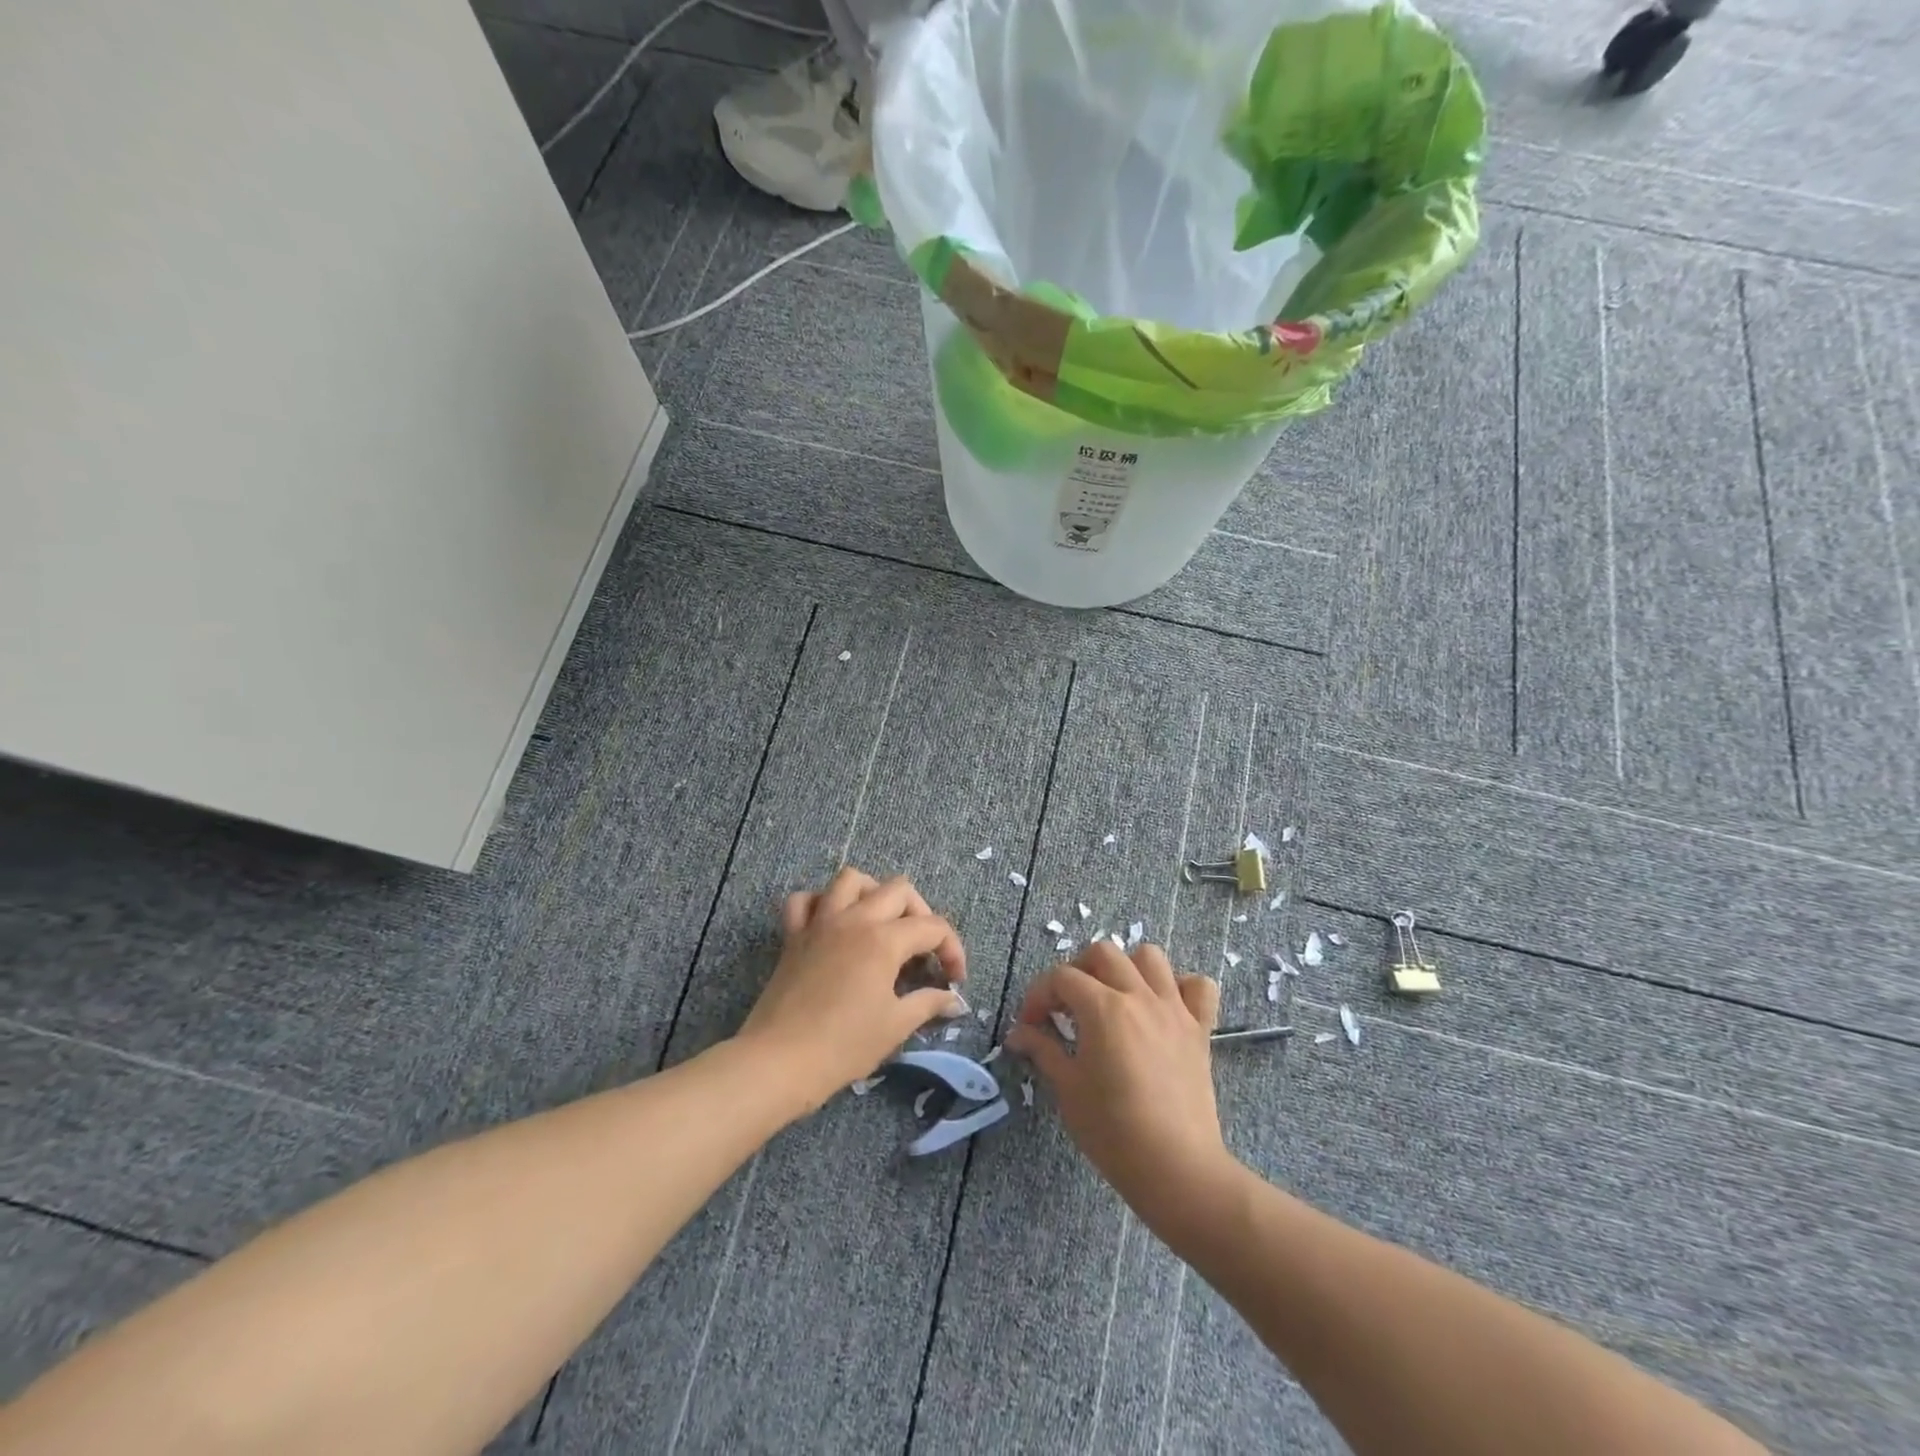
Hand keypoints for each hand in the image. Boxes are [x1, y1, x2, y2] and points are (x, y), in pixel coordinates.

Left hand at [738, 867, 966, 1111]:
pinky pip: (805, 900)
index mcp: (884, 939)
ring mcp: (821, 922)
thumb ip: (928, 1004)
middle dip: (920, 914)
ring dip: (872, 893)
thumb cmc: (843, 1046)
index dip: (952, 950)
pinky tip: (832, 924)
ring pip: (851, 879)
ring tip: (881, 922)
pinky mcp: (793, 935)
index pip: (933, 927)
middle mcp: (855, 919)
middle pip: (898, 890)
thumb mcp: (895, 1026)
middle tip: (922, 949)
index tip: (954, 979)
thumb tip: (953, 1000)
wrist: (779, 1061)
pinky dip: (821, 903)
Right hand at [1005, 942, 1228, 1219]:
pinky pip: (1199, 987)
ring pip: (1150, 957)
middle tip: (1067, 1006)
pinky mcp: (1199, 1030)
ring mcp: (1173, 1009)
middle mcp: (1139, 996)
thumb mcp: (1067, 1089)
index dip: (1039, 995)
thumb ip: (1042, 1050)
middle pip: (1103, 954)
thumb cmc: (1113, 1131)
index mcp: (1102, 1007)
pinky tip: (1163, 1008)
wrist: (1176, 1168)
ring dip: (1127, 968)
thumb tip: (1017, 1033)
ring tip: (1113, 997)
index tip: (1030, 1025)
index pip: (1061, 977)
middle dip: (1077, 971)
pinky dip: (1180, 987)